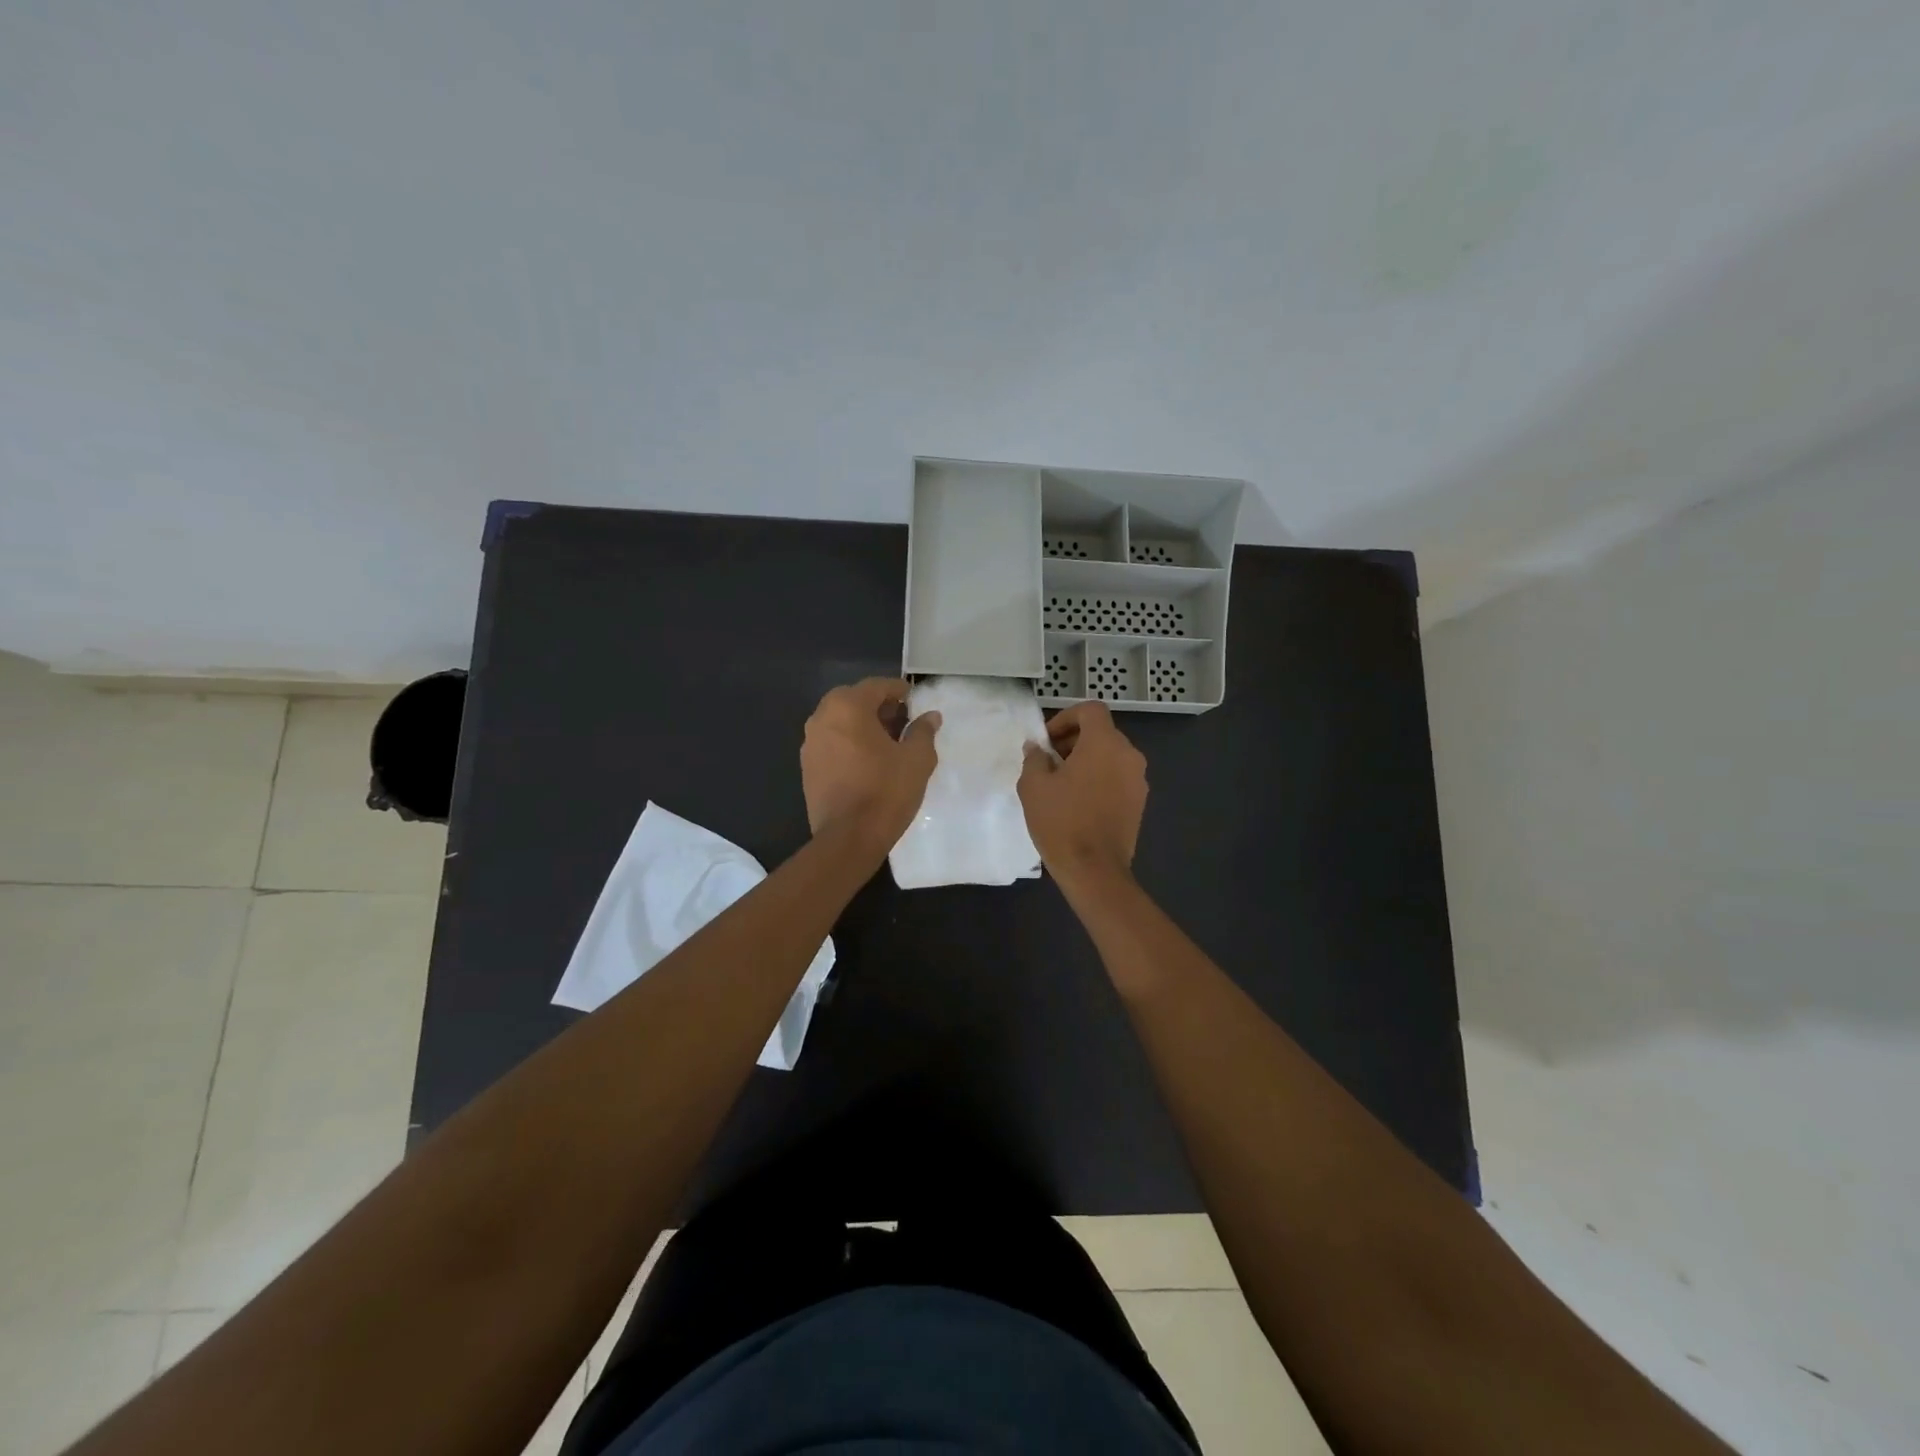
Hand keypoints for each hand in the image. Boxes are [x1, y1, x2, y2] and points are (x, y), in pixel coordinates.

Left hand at [801, 678, 941, 849]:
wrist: (848, 838)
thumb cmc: (886, 791)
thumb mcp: (917, 759)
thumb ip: (923, 732)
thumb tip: (930, 716)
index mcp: (847, 707)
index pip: (876, 686)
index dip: (898, 691)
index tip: (914, 700)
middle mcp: (821, 717)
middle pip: (854, 701)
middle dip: (878, 707)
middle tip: (902, 722)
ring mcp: (810, 743)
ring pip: (840, 722)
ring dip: (862, 726)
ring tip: (887, 744)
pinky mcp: (807, 767)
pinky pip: (832, 743)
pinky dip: (849, 744)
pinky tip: (868, 763)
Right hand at [1018, 701, 1147, 891]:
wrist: (1094, 870)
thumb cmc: (1061, 821)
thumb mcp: (1034, 786)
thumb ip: (1035, 758)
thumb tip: (1037, 748)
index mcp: (1105, 743)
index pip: (1090, 710)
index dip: (1066, 717)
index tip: (1047, 740)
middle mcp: (1129, 755)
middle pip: (1102, 732)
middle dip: (1074, 740)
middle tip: (1049, 762)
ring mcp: (1138, 780)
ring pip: (1110, 756)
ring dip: (1086, 760)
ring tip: (1061, 784)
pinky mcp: (1139, 802)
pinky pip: (1117, 777)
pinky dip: (1099, 778)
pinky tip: (1078, 802)